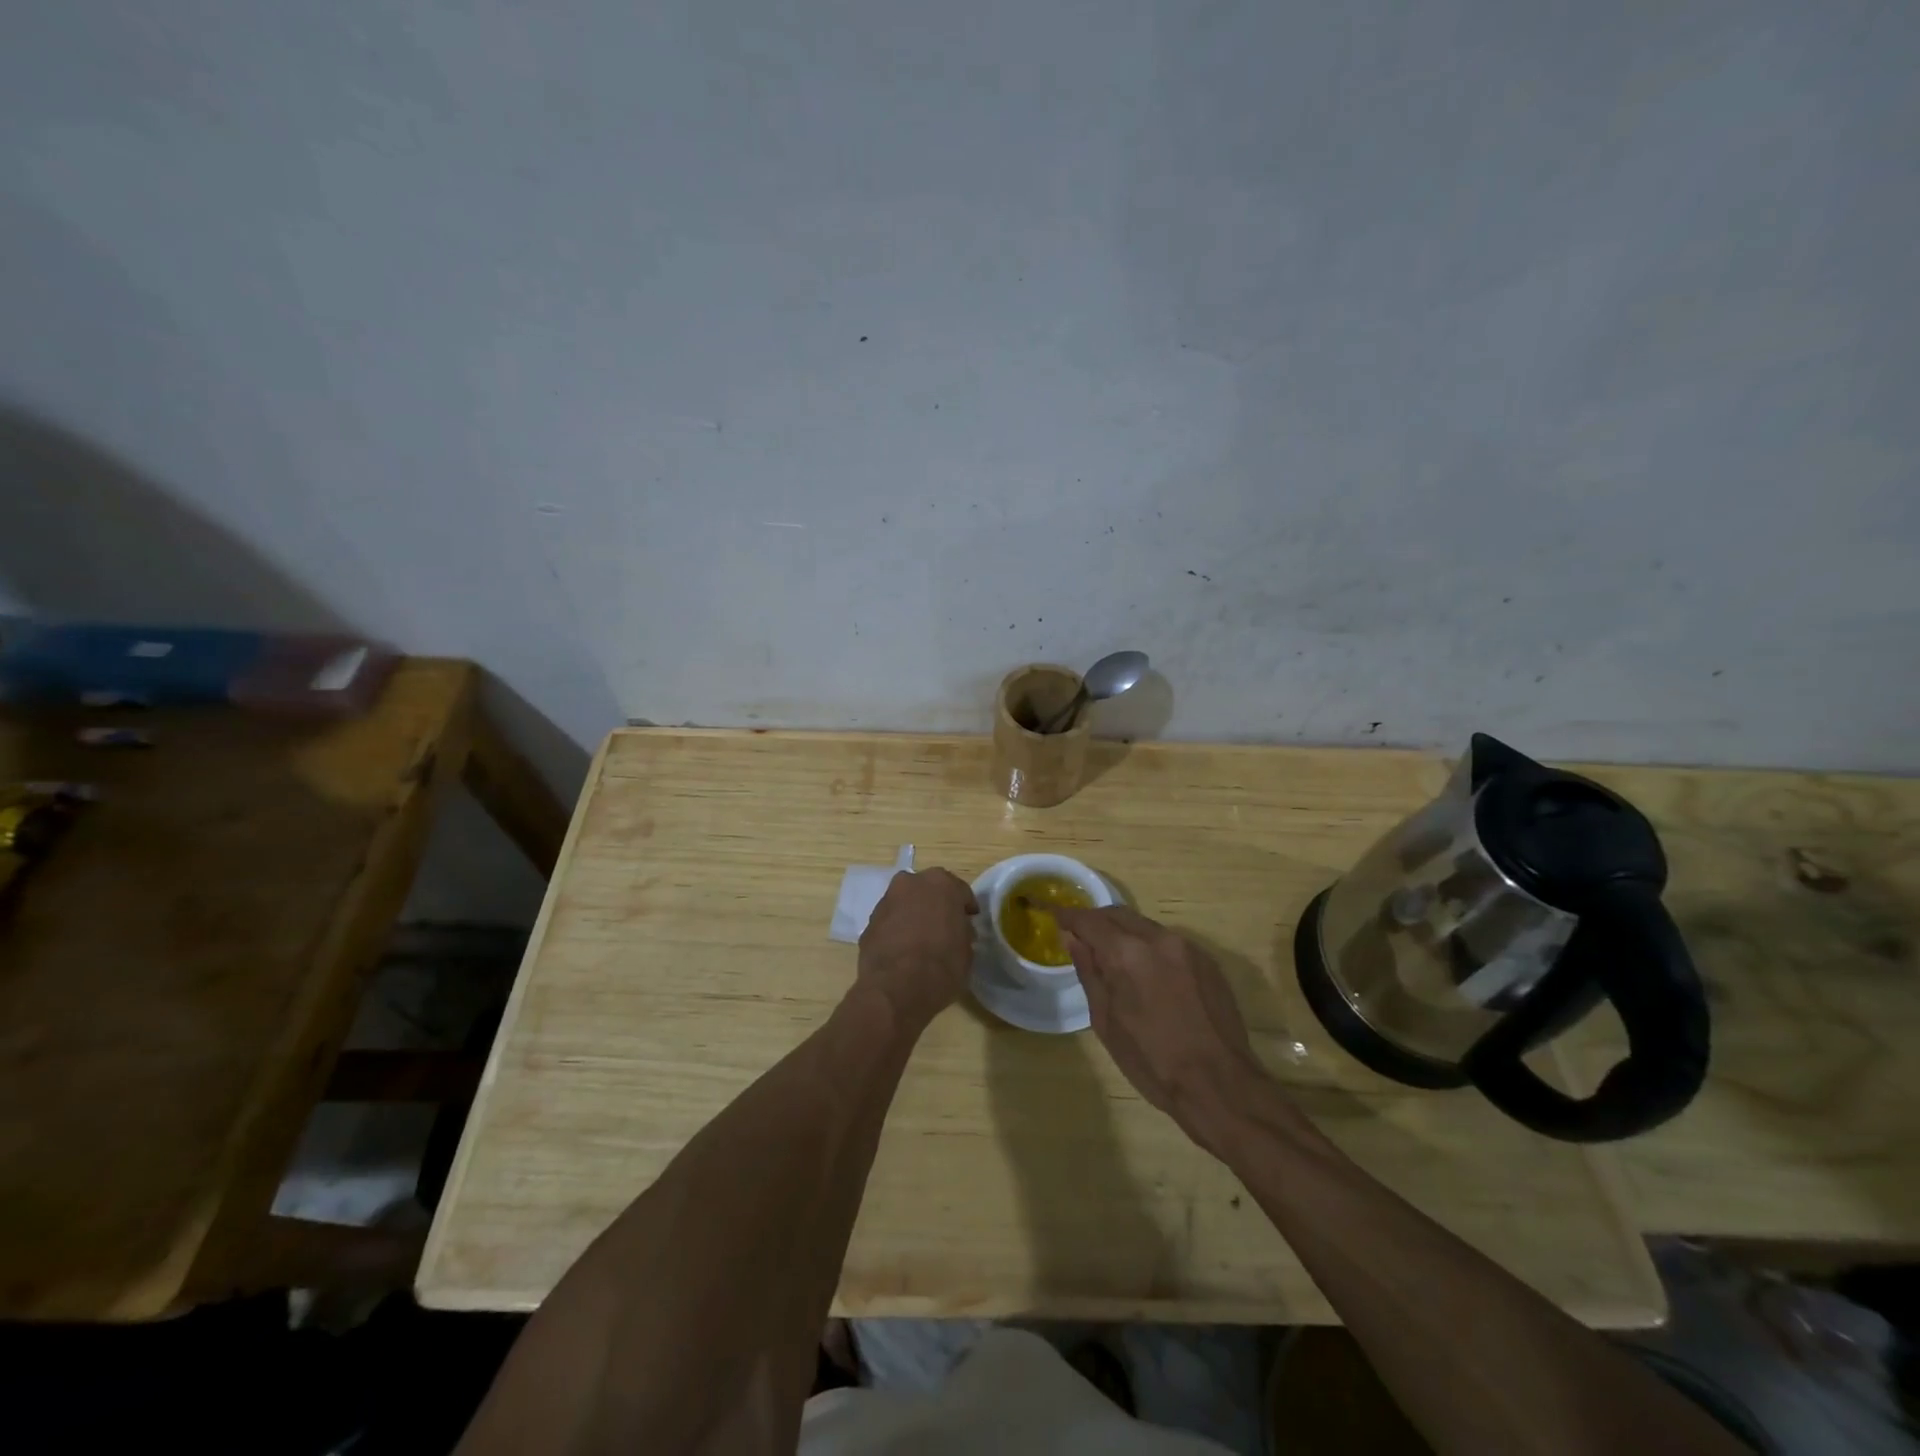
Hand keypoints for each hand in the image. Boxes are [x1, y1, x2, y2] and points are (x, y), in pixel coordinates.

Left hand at [856, 868, 978, 1029]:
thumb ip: (962, 931)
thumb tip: (956, 931)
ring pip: (905, 904)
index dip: (965, 908)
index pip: (960, 891)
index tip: (969, 922)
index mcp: (941, 883)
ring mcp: (886, 901)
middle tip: (944, 928)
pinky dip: (896, 931)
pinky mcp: (869, 922)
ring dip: (913, 916)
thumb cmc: (942, 964)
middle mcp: (911, 883)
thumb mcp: (967, 949)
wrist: (897, 987)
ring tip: (920, 941)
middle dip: (936, 905)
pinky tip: (902, 952)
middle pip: (928, 891)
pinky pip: (889, 922)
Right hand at [1050, 905, 1268, 1149]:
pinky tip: (1148, 976)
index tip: (1051, 915)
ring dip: (1124, 934)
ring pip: (1144, 926)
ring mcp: (1187, 947)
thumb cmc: (1153, 1062)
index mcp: (1127, 953)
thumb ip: (1089, 972)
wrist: (1220, 1085)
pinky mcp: (1207, 960)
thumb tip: (1071, 938)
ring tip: (1113, 960)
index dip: (1067, 916)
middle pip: (1118, 914)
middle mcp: (1158, 939)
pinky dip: (1149, 947)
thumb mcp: (1106, 1021)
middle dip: (1095, 922)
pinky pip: (1168, 942)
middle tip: (1080, 938)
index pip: (1089, 920)